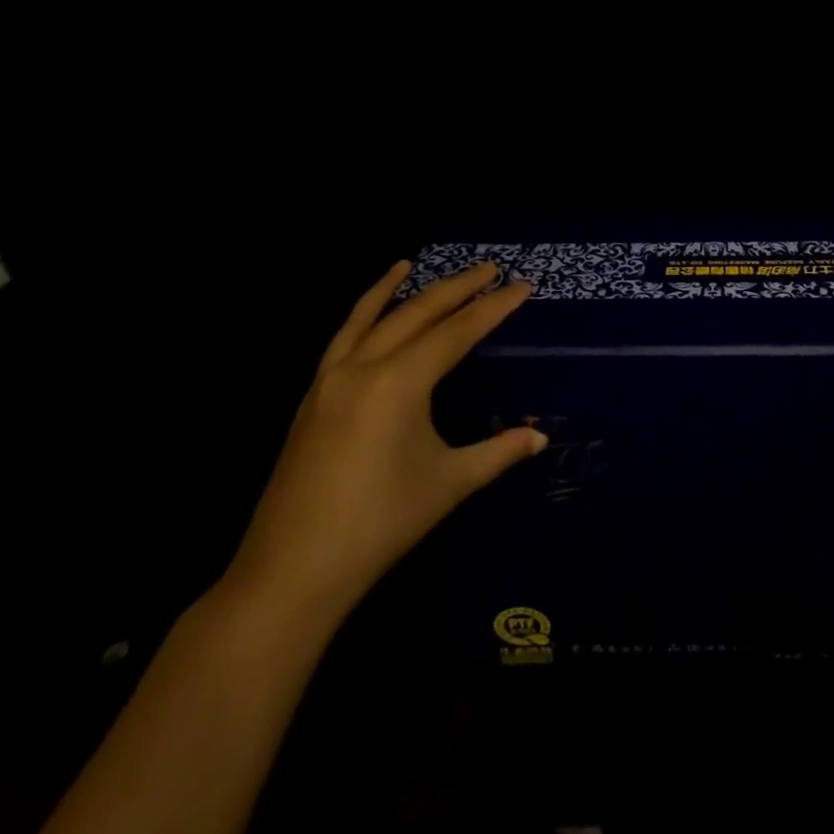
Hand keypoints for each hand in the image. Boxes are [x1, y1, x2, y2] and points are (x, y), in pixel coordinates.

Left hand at [224, 261, 545, 617]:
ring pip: (369, 319)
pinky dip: (358, 317)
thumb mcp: (450, 482)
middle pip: (416, 313)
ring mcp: (330, 381)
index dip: (494, 308)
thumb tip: (540, 438)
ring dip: (396, 289)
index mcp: (399, 382)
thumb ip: (498, 452)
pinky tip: (368, 315)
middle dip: (456, 288)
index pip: (458, 332)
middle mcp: (363, 368)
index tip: (522, 286)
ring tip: (410, 262)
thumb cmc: (381, 522)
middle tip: (489, 268)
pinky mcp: (312, 399)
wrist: (293, 571)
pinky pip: (340, 340)